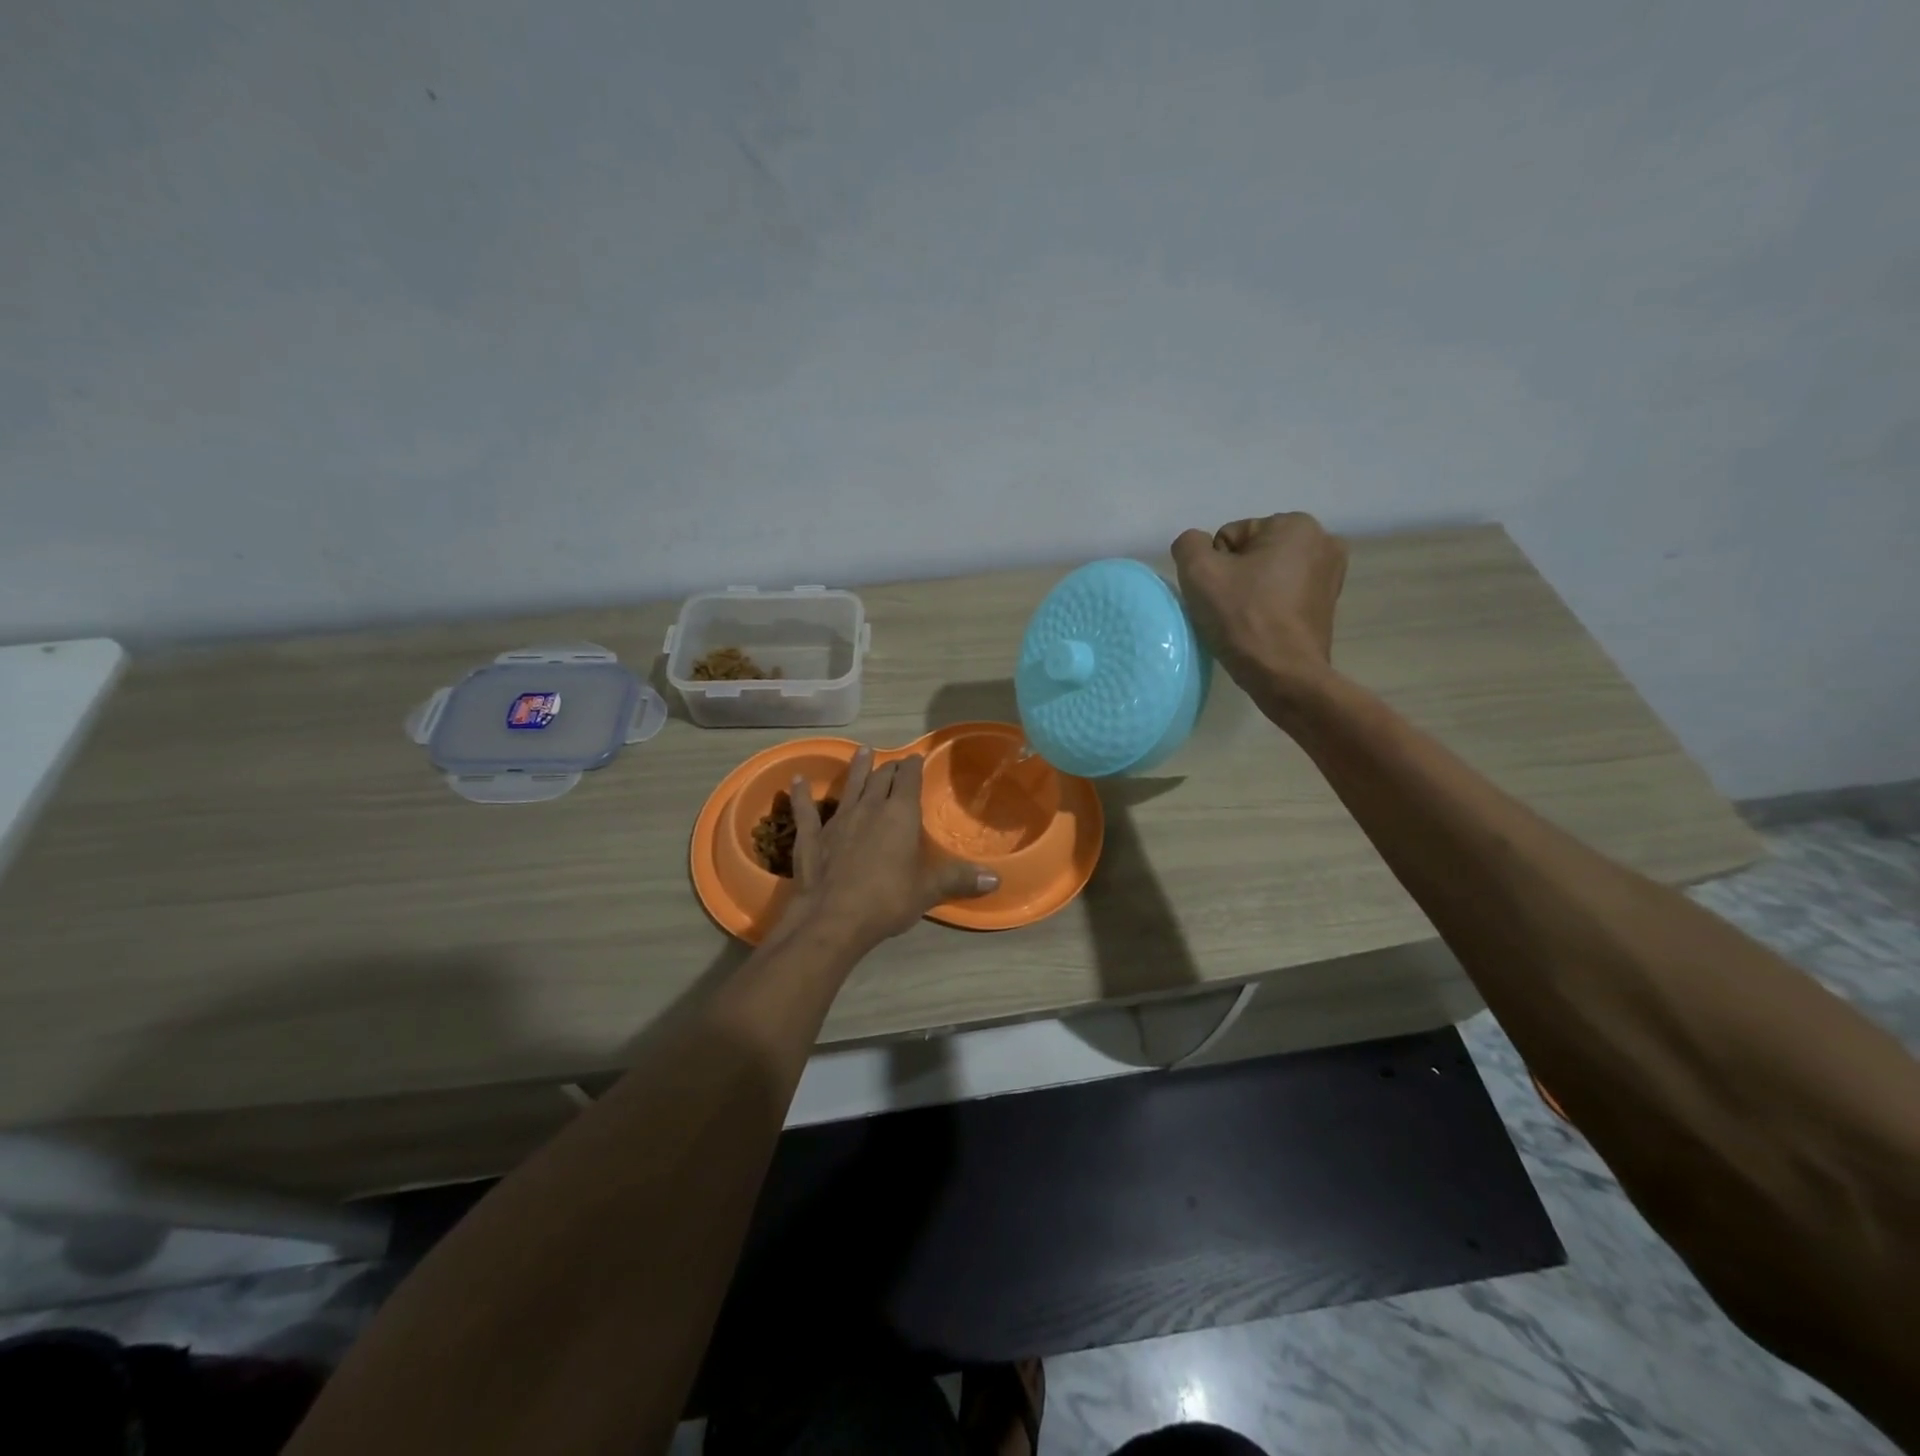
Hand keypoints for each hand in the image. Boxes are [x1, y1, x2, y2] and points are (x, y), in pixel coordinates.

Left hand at [783, 749, 996, 951]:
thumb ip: (959, 879)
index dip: (913, 767)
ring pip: (850, 787)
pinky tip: (797, 780)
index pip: (908, 780)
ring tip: (862, 752)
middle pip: (881, 779)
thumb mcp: (929, 890)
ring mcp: (838, 820)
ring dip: (857, 769)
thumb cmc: (888, 900)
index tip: (915, 758)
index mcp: (900, 815)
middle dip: (890, 768)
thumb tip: (996, 878)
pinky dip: (802, 795)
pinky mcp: (812, 837)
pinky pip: (806, 810)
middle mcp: (869, 809)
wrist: (833, 918)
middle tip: (894, 761)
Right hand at [1170, 513, 1348, 712]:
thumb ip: (1189, 545)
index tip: (1220, 595)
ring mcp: (1331, 575)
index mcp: (1296, 525)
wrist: (1283, 675)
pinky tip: (1260, 628)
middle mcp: (1323, 541)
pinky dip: (1267, 606)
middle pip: (1250, 553)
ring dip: (1250, 592)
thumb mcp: (1198, 572)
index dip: (1216, 567)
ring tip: (1244, 621)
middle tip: (1229, 609)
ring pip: (1266, 575)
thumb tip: (1196, 547)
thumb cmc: (1243, 618)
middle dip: (1235, 577)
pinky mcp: (1327, 604)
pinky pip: (1282, 595)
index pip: (1229, 537)